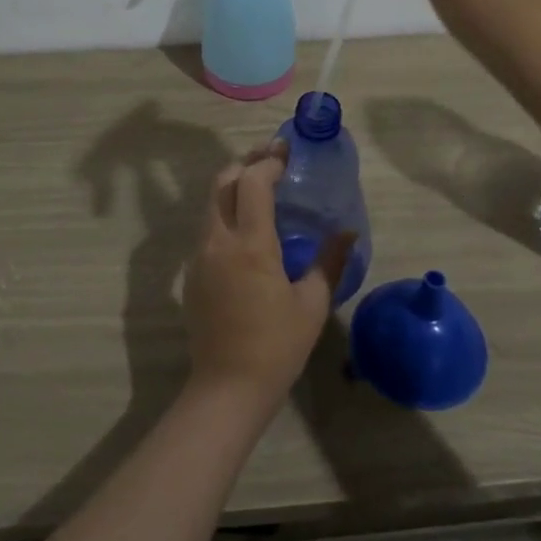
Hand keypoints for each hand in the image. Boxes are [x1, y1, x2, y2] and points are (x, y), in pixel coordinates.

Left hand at [183, 143, 348, 415]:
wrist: (227, 389)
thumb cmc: (276, 347)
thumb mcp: (312, 304)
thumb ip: (330, 262)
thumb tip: (349, 232)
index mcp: (250, 244)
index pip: (252, 182)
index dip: (268, 161)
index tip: (286, 151)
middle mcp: (218, 241)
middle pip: (222, 182)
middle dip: (246, 163)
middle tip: (271, 158)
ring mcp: (199, 256)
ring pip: (211, 203)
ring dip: (233, 185)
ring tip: (260, 184)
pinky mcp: (192, 272)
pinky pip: (207, 227)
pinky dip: (225, 211)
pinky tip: (246, 225)